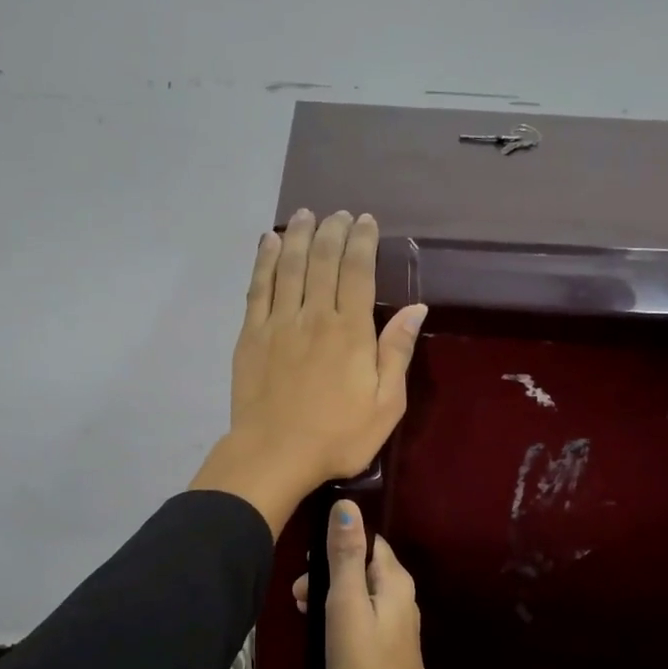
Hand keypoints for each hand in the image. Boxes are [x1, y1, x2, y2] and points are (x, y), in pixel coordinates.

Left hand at [190, 209, 426, 534]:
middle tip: (337, 213)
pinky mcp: (251, 335)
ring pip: (289, 266)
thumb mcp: (386, 405)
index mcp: (351, 331)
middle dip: (332, 231)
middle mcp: (314, 316)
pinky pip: (258, 288)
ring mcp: (278, 323)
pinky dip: (265, 262)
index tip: (365, 221)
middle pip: (323, 261)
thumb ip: (397, 352)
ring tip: (306, 215)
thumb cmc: (338, 437)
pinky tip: (269, 244)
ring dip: (299, 236)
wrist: (275, 454)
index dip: (362, 241)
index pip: (358, 272)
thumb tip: (416, 308)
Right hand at [293, 499, 466, 668]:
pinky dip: (338, 610)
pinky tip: (319, 624)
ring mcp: (395, 616)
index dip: (336, 540)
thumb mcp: (347, 605)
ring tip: (301, 607)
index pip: (366, 537)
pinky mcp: (385, 638)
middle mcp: (400, 591)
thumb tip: (347, 504)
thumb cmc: (366, 663)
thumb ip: (345, 556)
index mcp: (394, 577)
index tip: (306, 556)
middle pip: (359, 562)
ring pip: (357, 587)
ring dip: (329, 591)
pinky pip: (359, 609)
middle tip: (297, 592)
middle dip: (326, 569)